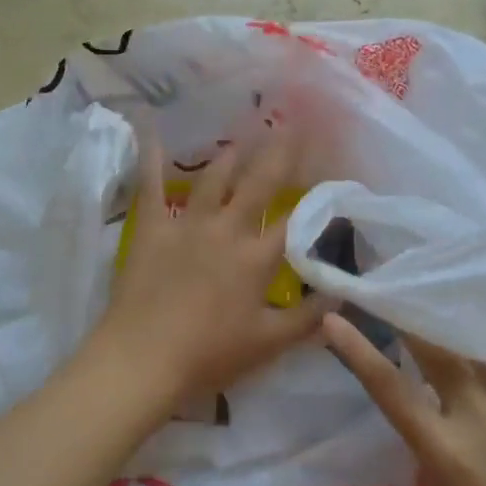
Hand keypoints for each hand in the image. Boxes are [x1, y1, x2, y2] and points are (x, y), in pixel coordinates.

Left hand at [85, 126, 330, 407]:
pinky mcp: (152, 228)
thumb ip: (308, 318)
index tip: (330, 174)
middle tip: (291, 125)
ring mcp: (187, 224)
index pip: (296, 220)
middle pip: (259, 183)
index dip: (316, 196)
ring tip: (244, 137)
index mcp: (256, 258)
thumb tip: (343, 295)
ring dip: (231, 155)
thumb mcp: (268, 343)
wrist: (143, 360)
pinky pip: (152, 185)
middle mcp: (227, 229)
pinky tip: (152, 129)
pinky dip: (152, 157)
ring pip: (213, 178)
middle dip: (278, 153)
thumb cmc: (209, 355)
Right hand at [317, 313, 485, 485]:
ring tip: (430, 302)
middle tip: (387, 289)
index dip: (355, 349)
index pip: (389, 387)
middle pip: (433, 345)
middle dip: (405, 314)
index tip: (331, 318)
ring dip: (447, 325)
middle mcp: (481, 412)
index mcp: (446, 451)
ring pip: (475, 344)